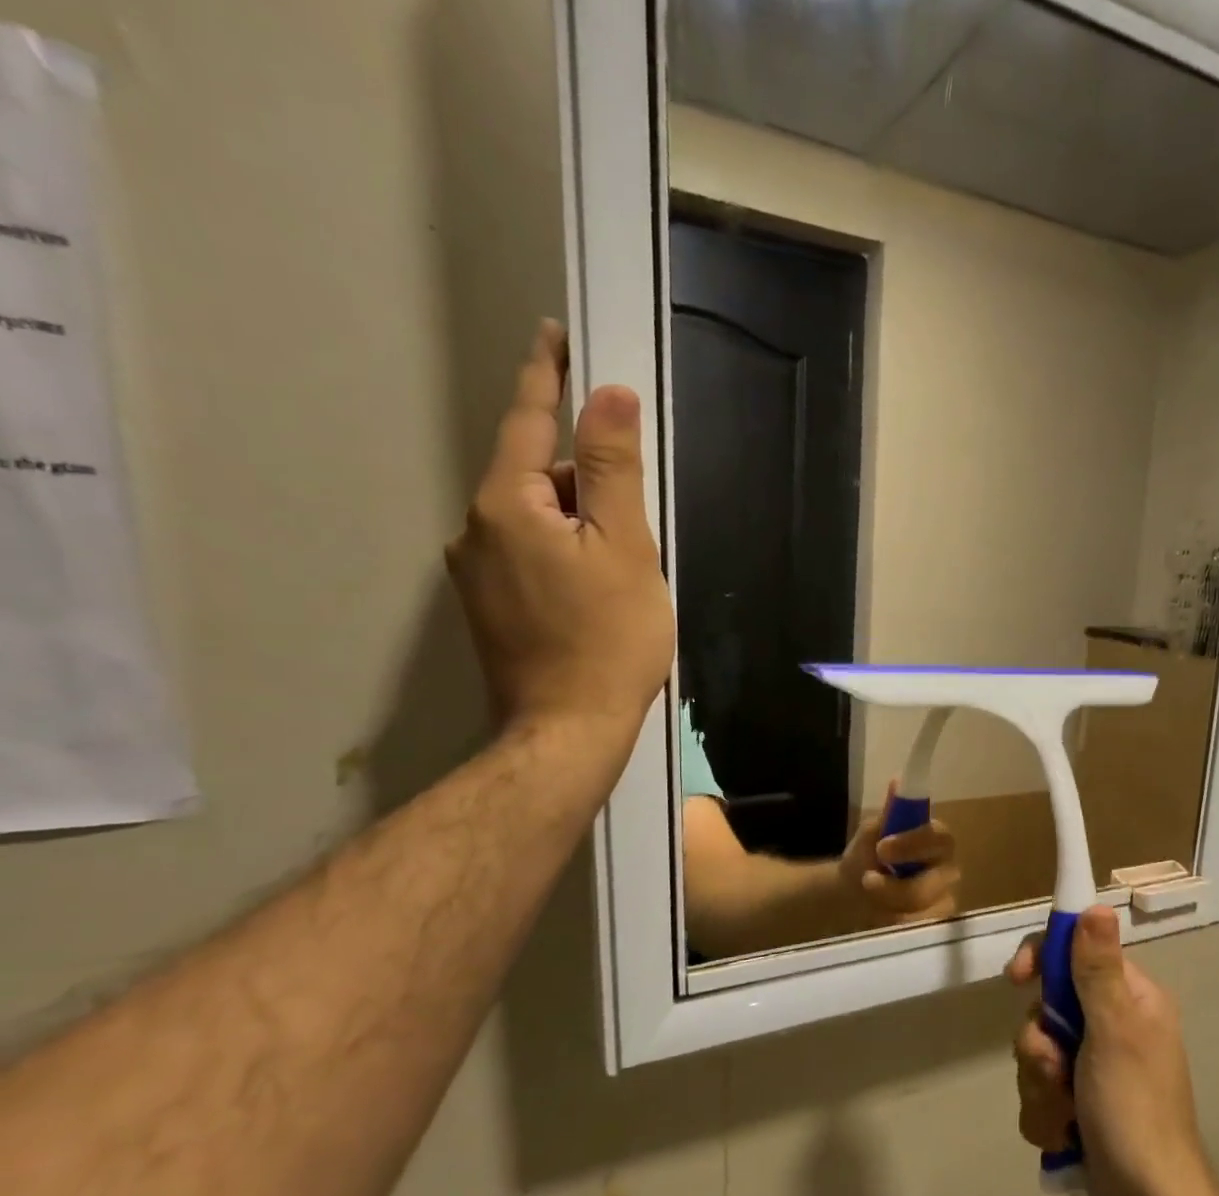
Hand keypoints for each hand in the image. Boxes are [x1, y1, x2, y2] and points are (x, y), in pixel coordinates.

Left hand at [447, 321, 673, 774]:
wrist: (568, 731)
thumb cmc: (609, 640)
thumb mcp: (625, 548)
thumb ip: (613, 469)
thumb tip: (608, 394)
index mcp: (508, 504)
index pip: (529, 420)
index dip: (547, 375)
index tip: (554, 334)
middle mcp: (477, 529)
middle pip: (535, 476)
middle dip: (583, 476)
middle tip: (635, 507)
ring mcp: (477, 572)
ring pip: (534, 520)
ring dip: (577, 521)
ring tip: (624, 564)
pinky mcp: (490, 607)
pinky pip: (529, 554)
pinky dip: (564, 551)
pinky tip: (598, 589)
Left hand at [838, 782, 960, 926]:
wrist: (851, 893)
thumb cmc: (868, 857)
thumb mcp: (872, 833)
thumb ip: (889, 814)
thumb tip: (898, 782)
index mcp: (936, 840)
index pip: (939, 837)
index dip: (914, 843)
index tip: (882, 848)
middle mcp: (947, 868)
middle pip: (935, 880)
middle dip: (897, 885)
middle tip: (867, 880)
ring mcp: (945, 899)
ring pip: (929, 908)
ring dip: (894, 905)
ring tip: (870, 901)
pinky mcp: (936, 925)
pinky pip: (923, 930)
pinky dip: (897, 924)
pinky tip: (880, 917)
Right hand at [1007, 905, 1218, 1195]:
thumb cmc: (1134, 1110)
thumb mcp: (1115, 1033)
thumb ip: (1098, 970)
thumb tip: (1096, 906)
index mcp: (1130, 998)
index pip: (1076, 952)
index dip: (1043, 960)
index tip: (1018, 979)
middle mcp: (1112, 1025)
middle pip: (1047, 1007)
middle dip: (1040, 1044)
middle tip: (1056, 1068)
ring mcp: (1094, 1066)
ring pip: (1038, 1052)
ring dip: (1041, 1085)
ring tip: (1066, 1113)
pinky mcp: (1079, 1102)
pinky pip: (1039, 1090)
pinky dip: (1046, 1113)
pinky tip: (1065, 1135)